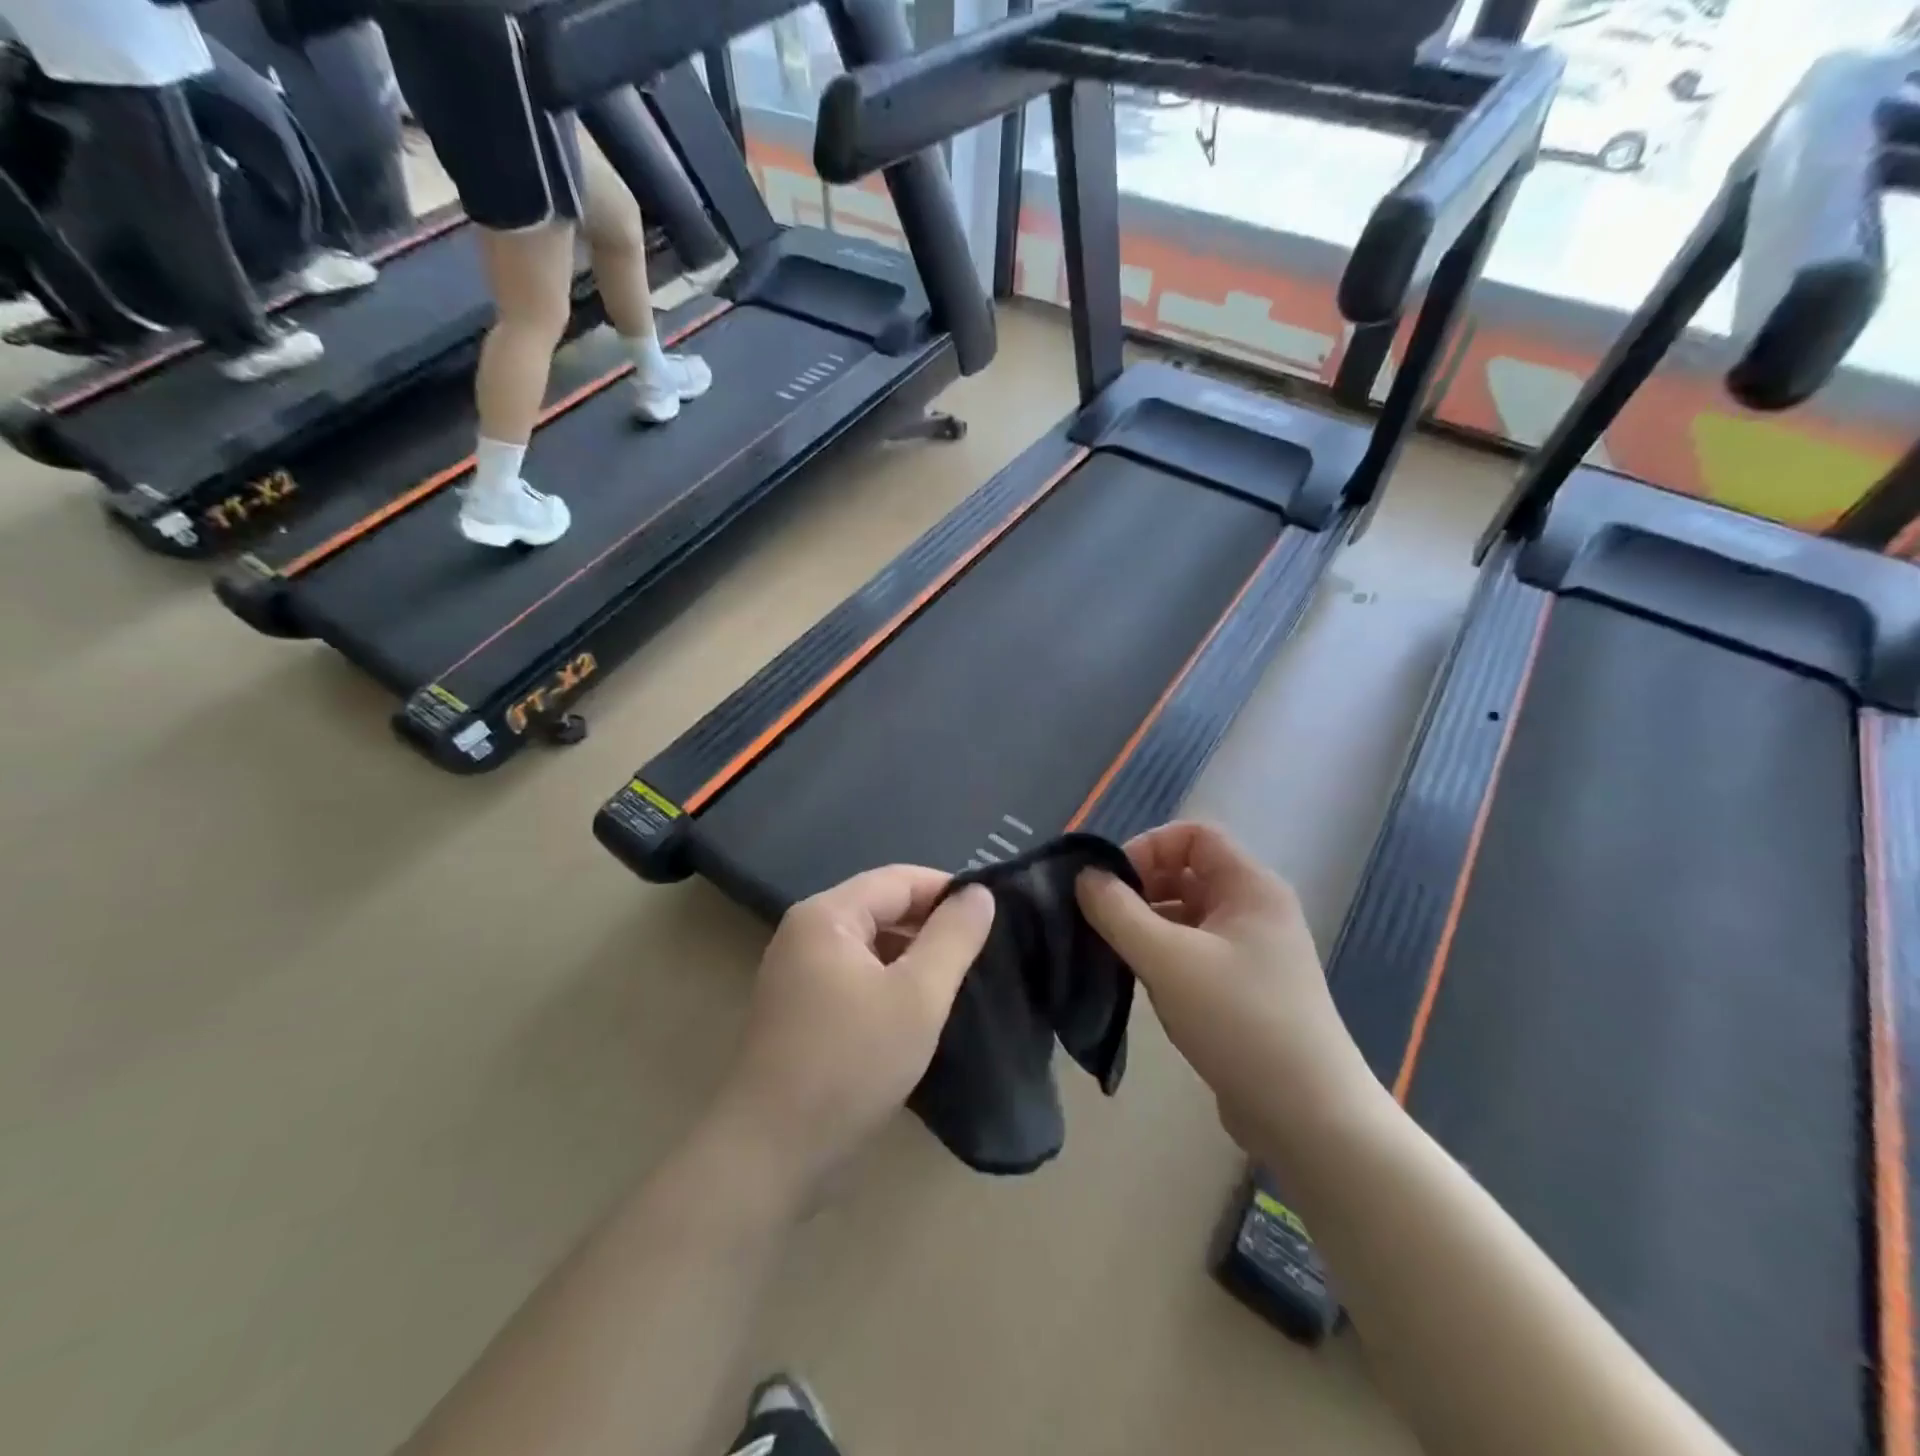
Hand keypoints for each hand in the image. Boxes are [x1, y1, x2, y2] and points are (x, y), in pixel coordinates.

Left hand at [710, 867, 995, 1201]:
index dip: (948, 891)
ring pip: (871, 946)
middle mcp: (806, 934)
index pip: (899, 880)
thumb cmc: (850, 1063)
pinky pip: (856, 977)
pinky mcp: (801, 1011)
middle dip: (932, 926)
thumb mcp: (917, 996)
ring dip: (913, 958)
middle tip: (983, 952)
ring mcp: (798, 974)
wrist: (771, 1154)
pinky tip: (920, 1011)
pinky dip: (890, 984)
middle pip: (882, 909)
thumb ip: (953, 938)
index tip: (994, 915)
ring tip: (961, 980)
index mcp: (826, 916)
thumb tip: (979, 893)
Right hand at [1076, 822, 1376, 1153]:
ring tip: (1115, 951)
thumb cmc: (1240, 1021)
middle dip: (1142, 887)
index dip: (1148, 848)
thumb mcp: (1167, 960)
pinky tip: (1141, 979)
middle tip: (1104, 919)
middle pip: (1188, 872)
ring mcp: (1253, 950)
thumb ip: (1118, 911)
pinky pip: (1195, 948)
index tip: (1112, 886)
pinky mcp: (1244, 987)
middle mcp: (1255, 909)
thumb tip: (1084, 876)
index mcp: (1250, 887)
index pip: (1193, 835)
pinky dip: (1164, 953)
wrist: (1309, 1117)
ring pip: (1187, 913)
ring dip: (1148, 923)